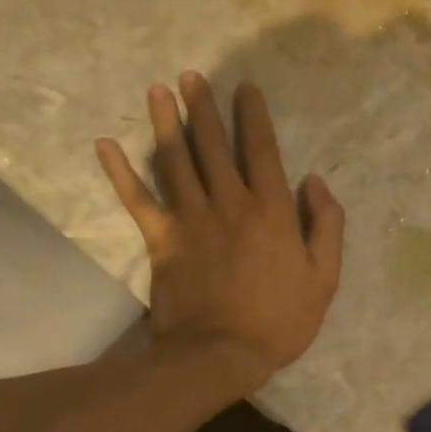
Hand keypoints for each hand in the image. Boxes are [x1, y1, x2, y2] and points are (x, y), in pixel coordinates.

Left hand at [97, 72, 343, 397]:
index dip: (253, 116)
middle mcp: (230, 204)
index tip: (245, 88)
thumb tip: (314, 181)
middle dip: (203, 108)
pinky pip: (138, 200)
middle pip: (213, 146)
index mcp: (271, 210)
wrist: (221, 355)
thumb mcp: (324, 276)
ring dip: (165, 124)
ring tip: (158, 90)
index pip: (261, 150)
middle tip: (191, 76)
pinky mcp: (161, 241)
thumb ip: (326, 224)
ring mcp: (192, 220)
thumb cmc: (280, 318)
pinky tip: (105, 144)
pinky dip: (120, 173)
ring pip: (176, 162)